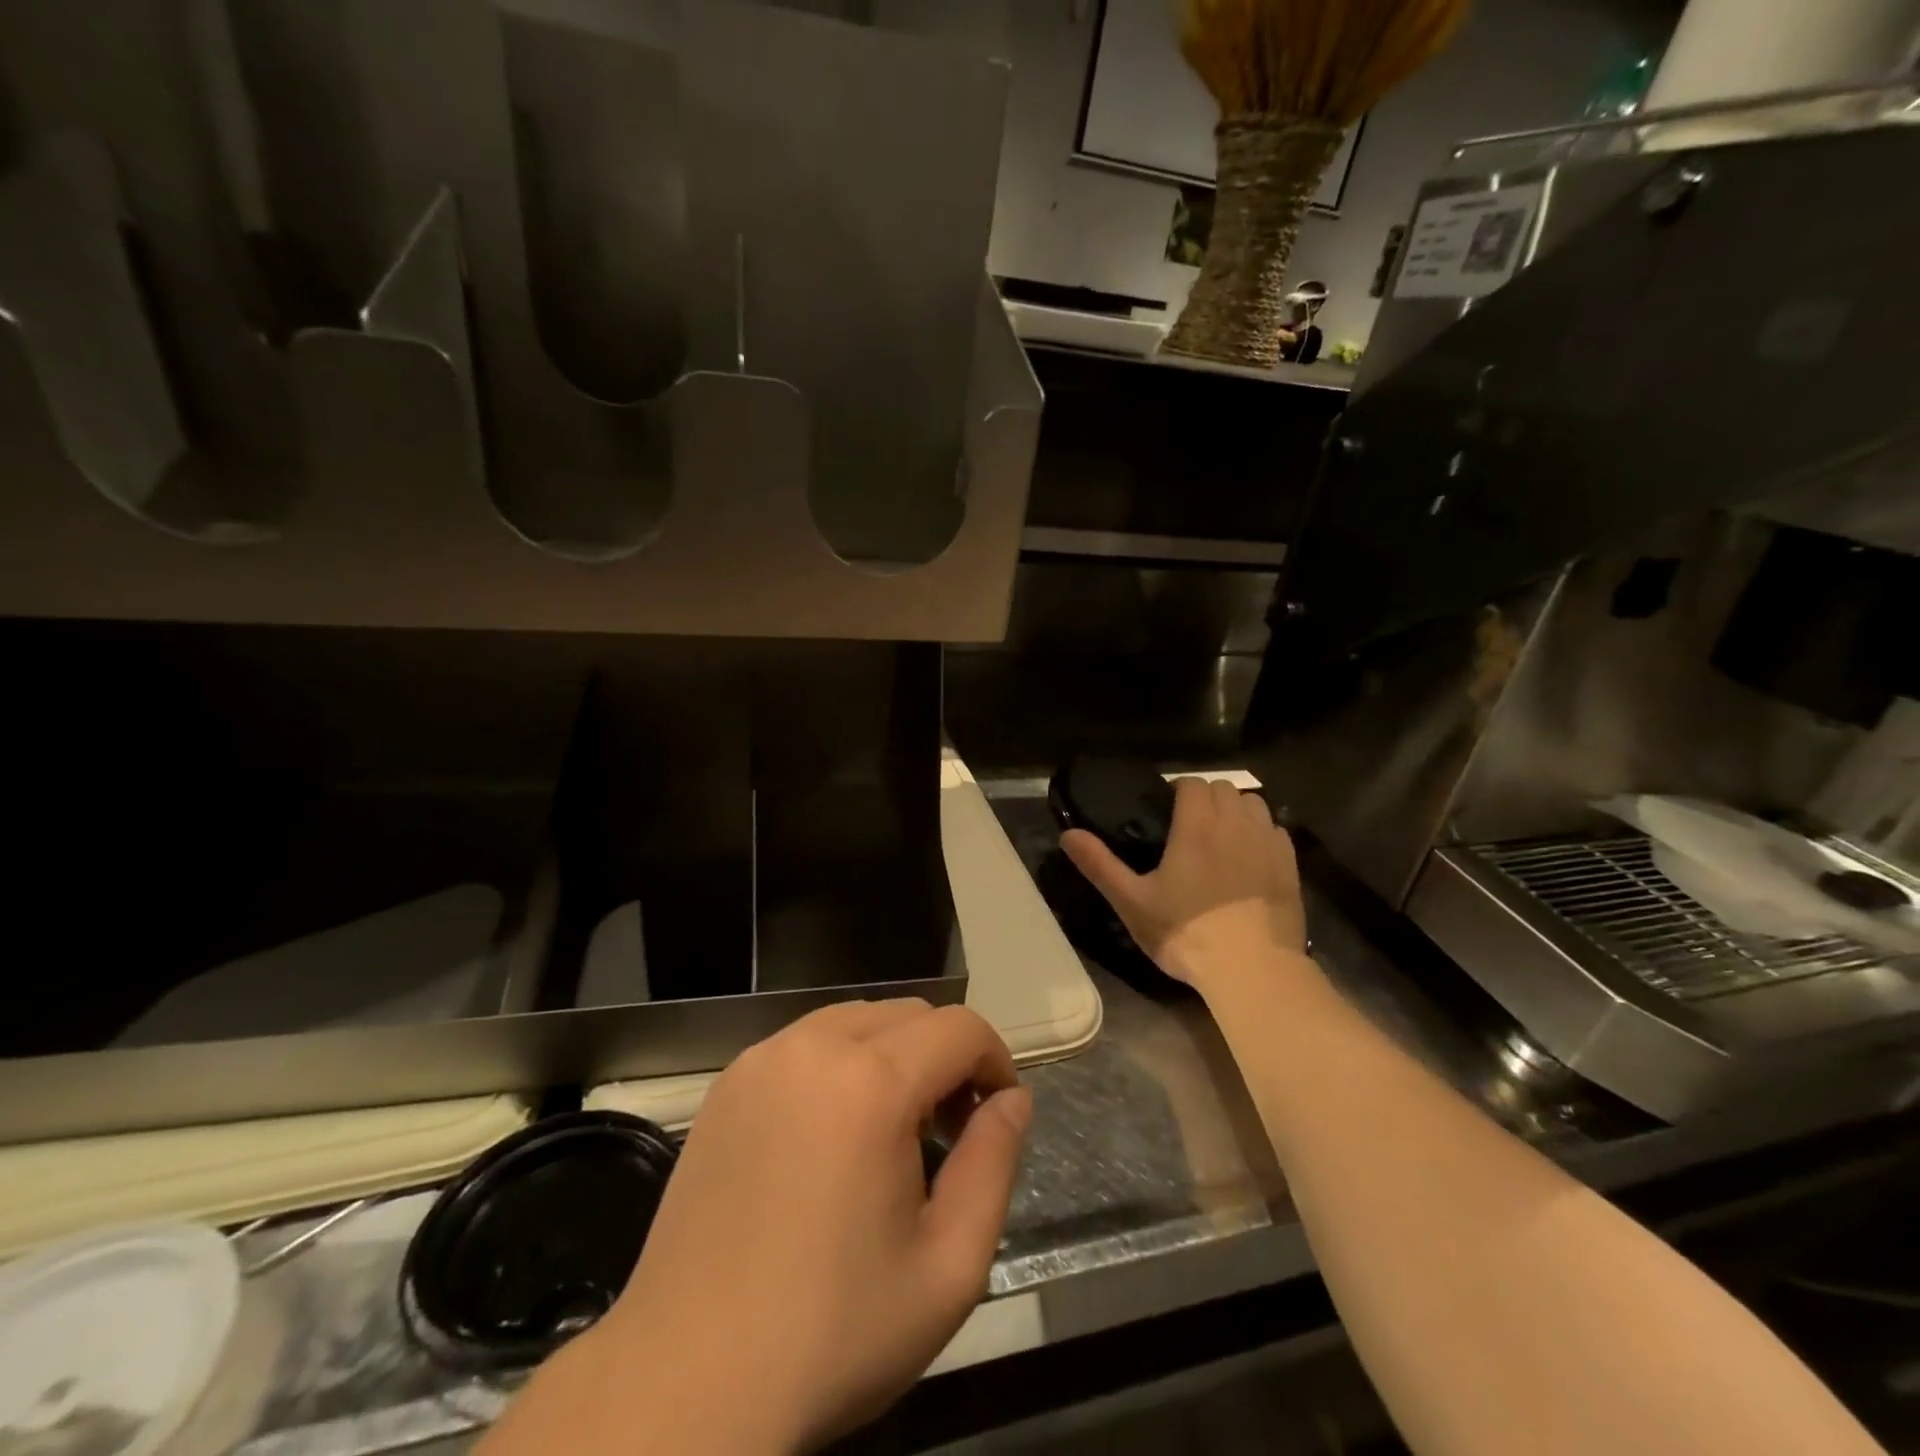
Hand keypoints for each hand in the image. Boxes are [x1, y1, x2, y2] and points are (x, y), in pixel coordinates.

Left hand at [550, 1000, 1030, 1453]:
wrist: (686, 1385)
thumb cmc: (832, 1333)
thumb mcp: (949, 1266)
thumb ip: (994, 1164)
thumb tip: (1013, 1100)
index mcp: (870, 1083)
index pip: (959, 1027)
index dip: (994, 1061)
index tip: (998, 1116)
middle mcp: (813, 1047)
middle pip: (910, 1014)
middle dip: (946, 1057)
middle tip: (948, 1132)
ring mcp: (762, 1059)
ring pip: (857, 1019)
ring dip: (894, 1055)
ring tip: (892, 1132)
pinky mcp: (728, 1083)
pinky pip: (808, 1043)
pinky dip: (841, 1063)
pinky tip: (832, 1135)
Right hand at [1062, 776, 1306, 987]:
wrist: (1253, 970)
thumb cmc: (1187, 933)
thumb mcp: (1132, 902)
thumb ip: (1099, 864)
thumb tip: (1068, 834)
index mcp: (1197, 825)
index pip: (1192, 783)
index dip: (1177, 791)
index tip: (1165, 812)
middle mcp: (1235, 824)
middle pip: (1224, 787)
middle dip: (1205, 797)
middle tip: (1188, 826)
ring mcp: (1268, 843)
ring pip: (1254, 804)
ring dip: (1235, 810)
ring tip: (1220, 837)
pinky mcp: (1290, 866)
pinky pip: (1276, 830)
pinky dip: (1261, 833)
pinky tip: (1249, 858)